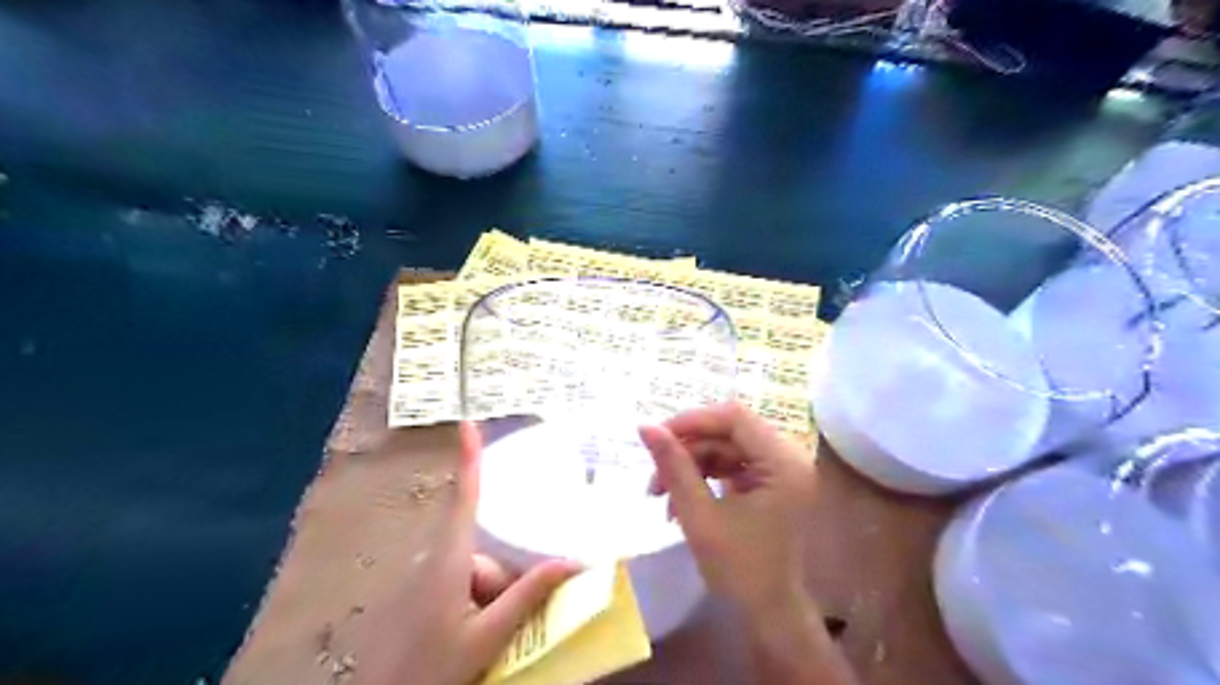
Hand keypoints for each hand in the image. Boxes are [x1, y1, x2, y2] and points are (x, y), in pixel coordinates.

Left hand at [357, 424, 577, 684]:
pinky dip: (480, 604)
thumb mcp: (487, 636)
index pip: (465, 498)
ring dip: (495, 598)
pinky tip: (481, 635)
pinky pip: (465, 586)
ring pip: (478, 572)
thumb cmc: (431, 669)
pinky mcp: (427, 596)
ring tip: (495, 636)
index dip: (469, 459)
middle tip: (510, 621)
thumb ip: (527, 597)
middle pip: (485, 549)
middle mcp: (439, 561)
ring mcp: (431, 580)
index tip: (468, 423)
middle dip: (506, 578)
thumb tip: (573, 562)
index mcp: (451, 560)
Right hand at [634, 405, 812, 623]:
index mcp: (783, 462)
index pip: (734, 417)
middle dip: (687, 448)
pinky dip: (704, 476)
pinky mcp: (771, 482)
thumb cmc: (738, 570)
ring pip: (726, 447)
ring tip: (658, 492)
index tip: (656, 436)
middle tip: (654, 471)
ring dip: (691, 464)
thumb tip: (645, 427)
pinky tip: (679, 500)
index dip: (692, 420)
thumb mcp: (699, 515)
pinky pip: (732, 464)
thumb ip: (673, 466)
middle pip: (729, 431)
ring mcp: (781, 470)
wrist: (769, 615)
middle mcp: (789, 457)